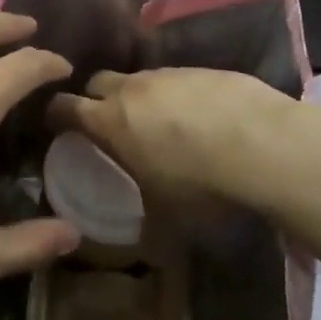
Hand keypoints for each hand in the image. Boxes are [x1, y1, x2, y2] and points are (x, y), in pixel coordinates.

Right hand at [47, 68, 303, 213]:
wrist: (265, 146)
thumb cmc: (200, 186)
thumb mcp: (167, 220)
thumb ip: (146, 231)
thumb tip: (144, 250)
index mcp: (110, 122)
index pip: (64, 107)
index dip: (55, 114)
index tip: (58, 126)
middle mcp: (134, 89)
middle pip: (98, 81)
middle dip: (95, 99)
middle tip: (108, 124)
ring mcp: (171, 74)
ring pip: (141, 78)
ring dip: (141, 97)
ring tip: (160, 123)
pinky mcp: (206, 69)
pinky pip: (179, 79)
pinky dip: (179, 95)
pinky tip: (201, 118)